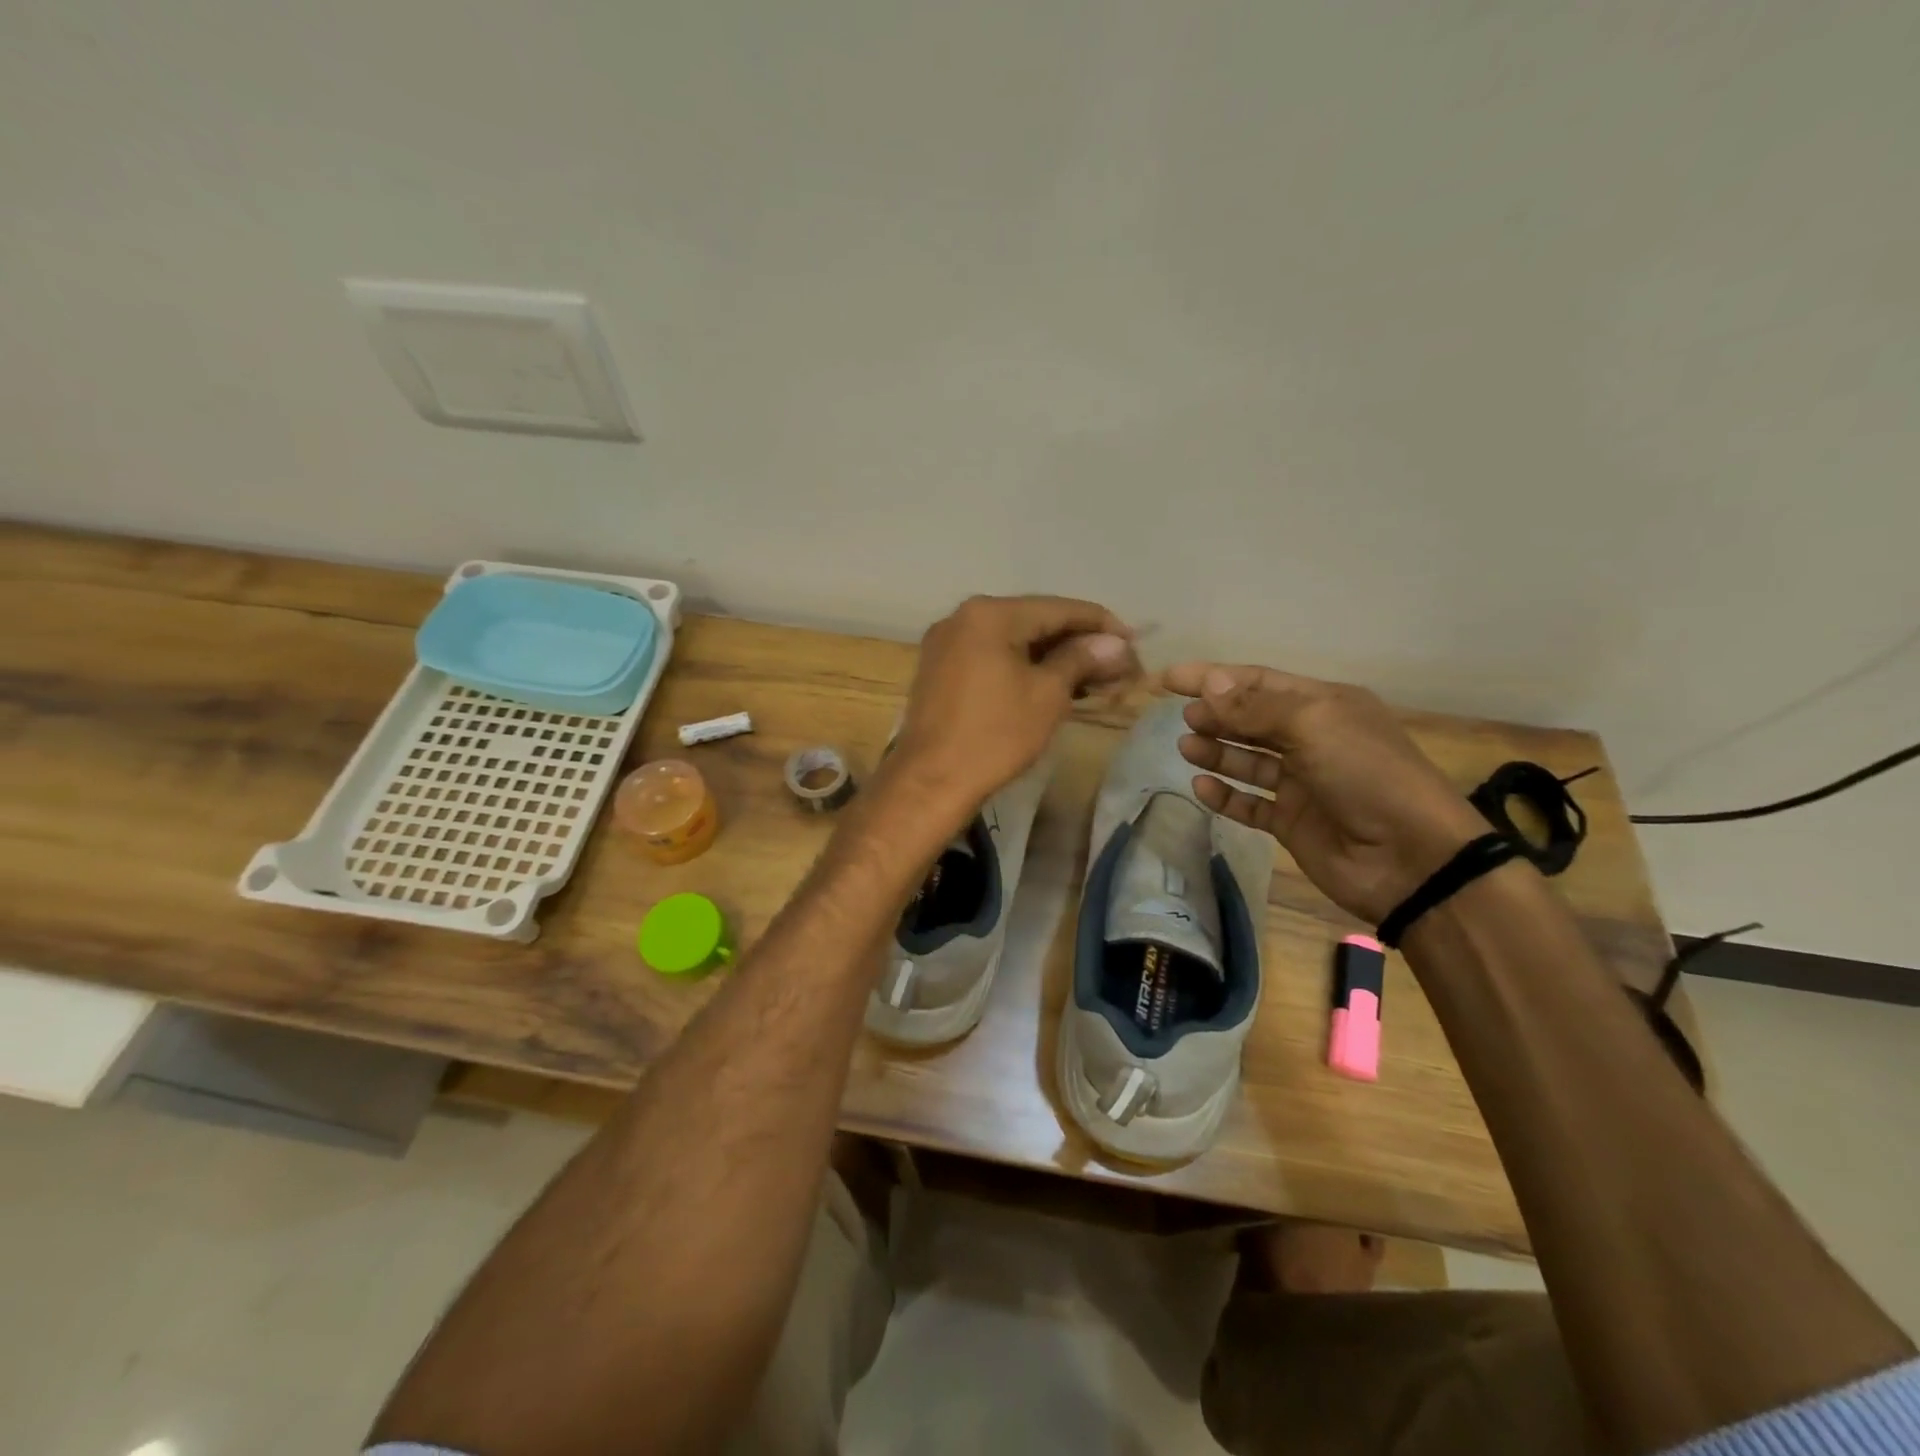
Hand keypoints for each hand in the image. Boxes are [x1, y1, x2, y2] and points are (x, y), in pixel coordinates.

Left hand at [889, 595, 1138, 818]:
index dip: (1101, 624)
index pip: (1059, 608)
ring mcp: (946, 643)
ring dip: (1052, 656)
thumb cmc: (995, 735)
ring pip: (1012, 640)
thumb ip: (1082, 659)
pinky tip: (1051, 683)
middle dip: (1078, 642)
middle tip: (1117, 664)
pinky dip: (1022, 666)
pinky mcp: (940, 669)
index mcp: (990, 614)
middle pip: (1034, 620)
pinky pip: (991, 656)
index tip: (1134, 641)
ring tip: (1092, 678)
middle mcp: (963, 617)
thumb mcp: (1048, 694)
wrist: (930, 781)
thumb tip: (1116, 643)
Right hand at [1165, 663, 1485, 923]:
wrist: (1411, 857)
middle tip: (1183, 717)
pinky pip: (1250, 804)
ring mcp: (1302, 783)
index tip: (1171, 679)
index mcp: (1325, 706)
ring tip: (1185, 747)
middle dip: (1216, 714)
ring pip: (1248, 760)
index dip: (1214, 677)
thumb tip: (1209, 683)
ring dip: (1217, 751)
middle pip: (1252, 719)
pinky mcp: (1292, 822)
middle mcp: (1313, 739)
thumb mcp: (1312, 725)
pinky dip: (1226, 795)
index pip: (1259, 682)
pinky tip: (1201, 787)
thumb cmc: (1366, 774)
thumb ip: (1254, 708)